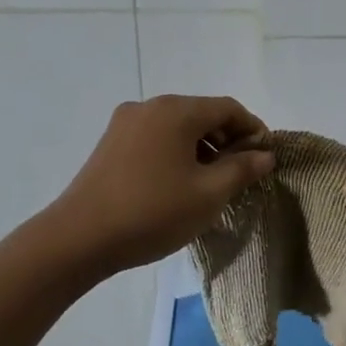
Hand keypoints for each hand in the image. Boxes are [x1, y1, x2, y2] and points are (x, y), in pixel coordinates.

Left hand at [42, 96, 273, 278]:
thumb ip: (242, 169)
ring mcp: (125, 124)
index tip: (266, 157)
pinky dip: (177, 153)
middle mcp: (149, 107)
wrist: (79, 238)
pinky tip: (180, 184)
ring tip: (213, 182)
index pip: (228, 108)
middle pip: (202, 114)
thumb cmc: (153, 212)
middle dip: (227, 139)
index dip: (253, 129)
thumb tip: (264, 154)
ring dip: (202, 148)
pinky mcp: (110, 144)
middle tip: (242, 173)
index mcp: (176, 111)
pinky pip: (156, 139)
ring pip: (177, 127)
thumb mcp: (209, 194)